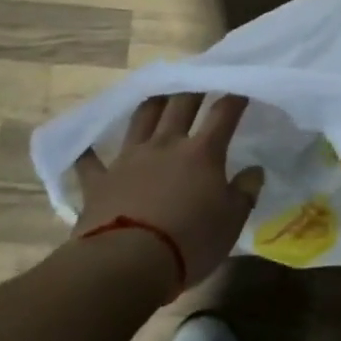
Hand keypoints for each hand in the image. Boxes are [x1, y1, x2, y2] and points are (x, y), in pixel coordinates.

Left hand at [73, 93, 264, 290]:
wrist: (126, 263)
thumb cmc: (190, 240)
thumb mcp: (232, 220)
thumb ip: (245, 191)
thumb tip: (254, 170)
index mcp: (202, 152)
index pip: (224, 113)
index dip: (235, 96)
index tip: (243, 85)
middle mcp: (165, 145)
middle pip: (180, 105)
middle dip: (193, 88)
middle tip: (199, 76)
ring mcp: (128, 160)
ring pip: (140, 120)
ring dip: (152, 103)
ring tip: (159, 94)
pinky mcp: (98, 181)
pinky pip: (90, 161)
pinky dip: (89, 152)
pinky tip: (86, 145)